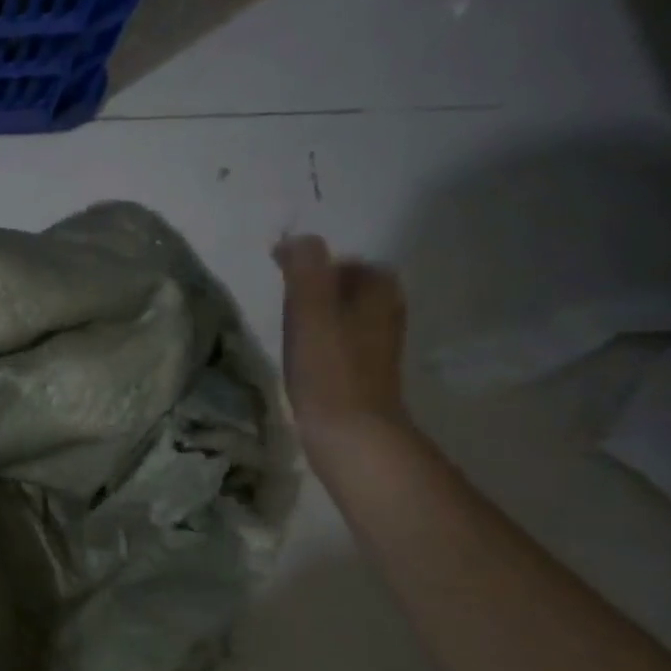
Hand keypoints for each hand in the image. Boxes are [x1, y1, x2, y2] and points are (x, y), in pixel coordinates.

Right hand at [273, 235, 409, 451]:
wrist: (351, 432)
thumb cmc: (327, 367)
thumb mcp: (309, 307)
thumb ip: (304, 267)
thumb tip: (298, 238)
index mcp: (378, 290)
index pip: (347, 262)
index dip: (315, 265)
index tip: (282, 276)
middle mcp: (387, 312)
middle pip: (349, 288)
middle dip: (319, 289)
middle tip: (284, 301)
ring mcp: (380, 346)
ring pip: (347, 316)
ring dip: (320, 316)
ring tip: (288, 329)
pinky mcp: (366, 374)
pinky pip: (343, 343)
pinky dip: (323, 341)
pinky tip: (303, 358)